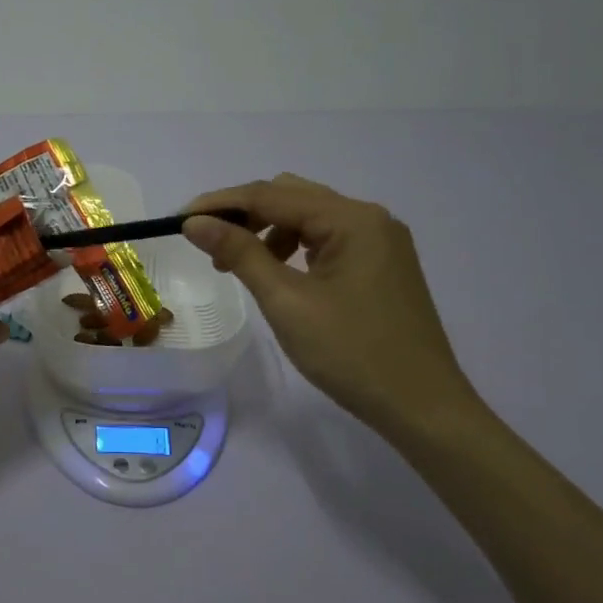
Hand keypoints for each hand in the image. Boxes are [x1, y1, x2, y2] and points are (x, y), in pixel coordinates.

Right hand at [182, 174, 480, 437]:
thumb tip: (196, 223)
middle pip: (291, 196)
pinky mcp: (381, 264)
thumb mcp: (287, 302)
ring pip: (308, 217)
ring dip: (267, 230)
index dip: (221, 203)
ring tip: (238, 265)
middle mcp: (369, 218)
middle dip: (244, 214)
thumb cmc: (352, 354)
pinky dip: (293, 247)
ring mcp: (379, 241)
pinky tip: (278, 273)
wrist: (422, 407)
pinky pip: (326, 239)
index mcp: (352, 220)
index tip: (180, 219)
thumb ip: (240, 253)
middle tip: (207, 242)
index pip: (272, 195)